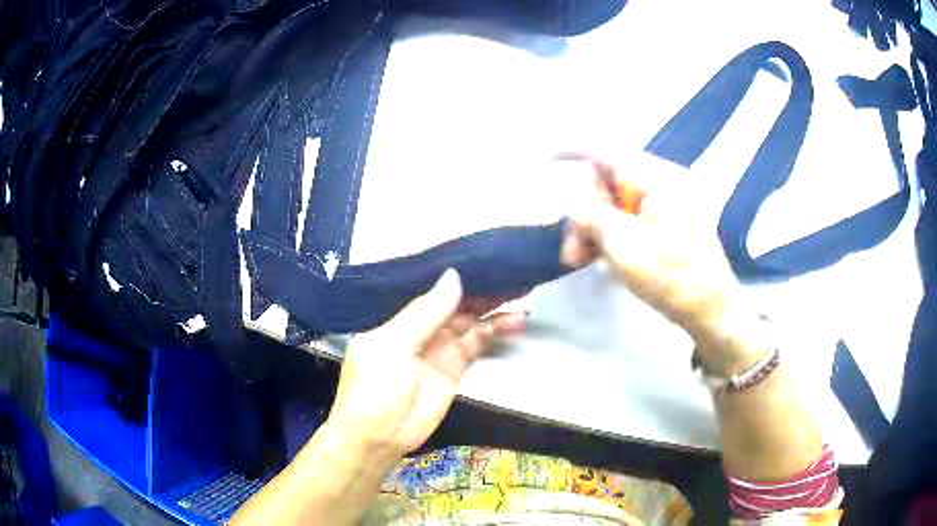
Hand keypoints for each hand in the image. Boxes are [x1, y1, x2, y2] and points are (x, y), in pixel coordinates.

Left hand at [325, 269, 526, 459]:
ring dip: (494, 309)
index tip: (485, 258)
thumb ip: (425, 314)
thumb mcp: (393, 346)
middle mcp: (419, 328)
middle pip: (454, 303)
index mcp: (397, 317)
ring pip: (470, 320)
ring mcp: (438, 347)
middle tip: (513, 272)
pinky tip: (516, 321)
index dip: (456, 276)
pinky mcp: (455, 367)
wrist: (379, 437)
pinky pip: (478, 342)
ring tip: (523, 293)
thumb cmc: (375, 388)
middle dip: (481, 289)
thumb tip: (454, 276)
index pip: (430, 289)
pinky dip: (496, 331)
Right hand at [560, 153, 762, 373]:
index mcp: (660, 179)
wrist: (711, 312)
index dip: (575, 154)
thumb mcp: (623, 245)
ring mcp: (670, 205)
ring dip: (596, 229)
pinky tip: (601, 257)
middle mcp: (666, 184)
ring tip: (579, 260)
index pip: (609, 155)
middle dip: (586, 214)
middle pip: (611, 185)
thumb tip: (572, 198)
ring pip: (619, 206)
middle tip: (571, 249)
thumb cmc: (671, 277)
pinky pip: (633, 219)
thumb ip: (591, 215)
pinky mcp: (670, 225)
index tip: (548, 158)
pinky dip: (614, 235)